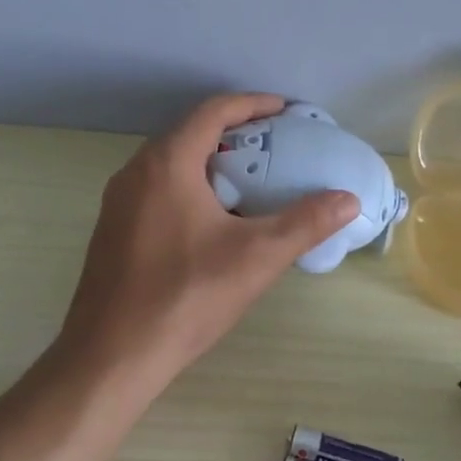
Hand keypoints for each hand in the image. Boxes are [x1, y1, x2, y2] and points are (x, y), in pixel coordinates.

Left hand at [53, 94, 359, 389]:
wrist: (112, 355)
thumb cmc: (185, 296)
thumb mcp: (256, 257)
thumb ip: (305, 223)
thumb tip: (348, 199)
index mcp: (166, 163)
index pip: (213, 112)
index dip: (253, 104)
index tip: (286, 111)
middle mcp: (135, 171)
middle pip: (190, 134)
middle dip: (235, 134)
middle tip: (276, 149)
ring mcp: (118, 202)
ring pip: (171, 164)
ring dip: (211, 163)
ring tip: (251, 182)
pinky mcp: (113, 230)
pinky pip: (157, 190)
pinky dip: (190, 187)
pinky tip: (214, 222)